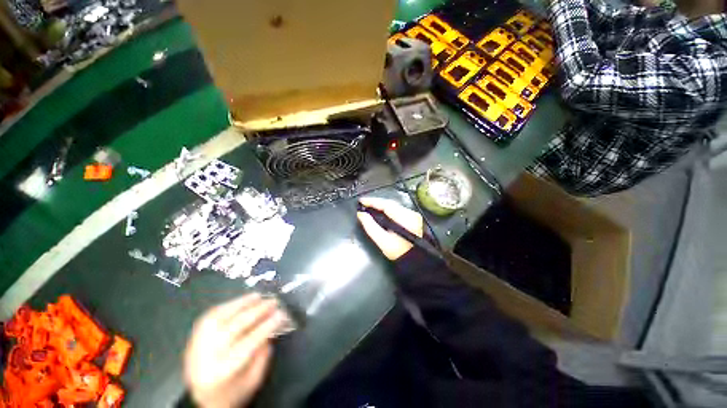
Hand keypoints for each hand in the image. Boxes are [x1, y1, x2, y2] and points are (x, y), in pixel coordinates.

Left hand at [184, 293, 289, 407]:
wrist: (203, 402)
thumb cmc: (233, 393)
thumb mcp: (254, 380)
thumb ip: (263, 353)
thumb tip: (271, 326)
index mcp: (223, 372)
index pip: (248, 343)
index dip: (266, 326)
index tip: (281, 314)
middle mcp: (207, 357)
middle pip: (234, 328)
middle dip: (257, 311)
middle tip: (273, 301)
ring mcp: (196, 346)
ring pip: (219, 318)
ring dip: (241, 304)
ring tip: (258, 296)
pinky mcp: (193, 339)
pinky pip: (209, 317)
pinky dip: (227, 306)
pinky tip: (240, 301)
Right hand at [357, 197, 423, 260]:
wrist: (416, 260)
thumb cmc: (399, 252)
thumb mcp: (383, 241)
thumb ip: (371, 227)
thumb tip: (361, 215)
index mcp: (404, 218)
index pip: (386, 205)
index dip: (373, 201)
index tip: (361, 201)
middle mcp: (411, 214)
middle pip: (390, 204)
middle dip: (376, 203)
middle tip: (364, 204)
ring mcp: (414, 215)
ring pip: (394, 206)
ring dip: (381, 206)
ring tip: (370, 207)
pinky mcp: (414, 218)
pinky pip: (398, 209)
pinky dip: (388, 210)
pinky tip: (381, 212)